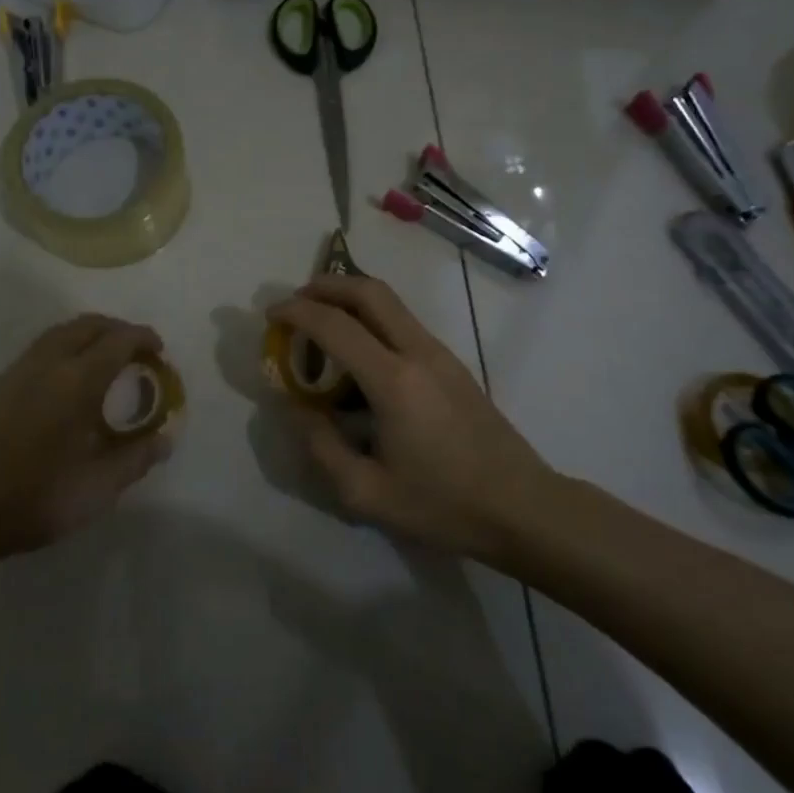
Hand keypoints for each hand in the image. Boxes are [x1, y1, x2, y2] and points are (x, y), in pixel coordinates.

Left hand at [0, 315, 172, 561]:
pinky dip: (65, 347)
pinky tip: (67, 381)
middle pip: (88, 325)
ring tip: (105, 360)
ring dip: (89, 335)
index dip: (144, 338)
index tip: (160, 351)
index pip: (119, 340)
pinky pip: (40, 348)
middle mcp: (47, 364)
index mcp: (77, 380)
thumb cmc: (35, 497)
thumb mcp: (98, 487)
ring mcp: (17, 371)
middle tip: (136, 351)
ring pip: (60, 333)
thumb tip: (166, 437)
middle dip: (117, 329)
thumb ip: (137, 458)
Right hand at [267, 276, 548, 560]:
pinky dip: (372, 318)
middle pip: (370, 292)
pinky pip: (404, 323)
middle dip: (327, 286)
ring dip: (351, 298)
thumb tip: (294, 407)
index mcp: (394, 380)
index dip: (297, 313)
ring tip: (321, 321)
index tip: (270, 314)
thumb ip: (321, 447)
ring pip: (391, 303)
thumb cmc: (444, 504)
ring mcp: (441, 354)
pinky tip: (358, 352)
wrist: (523, 506)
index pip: (335, 325)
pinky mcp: (453, 365)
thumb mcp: (367, 493)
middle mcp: (418, 352)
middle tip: (296, 301)